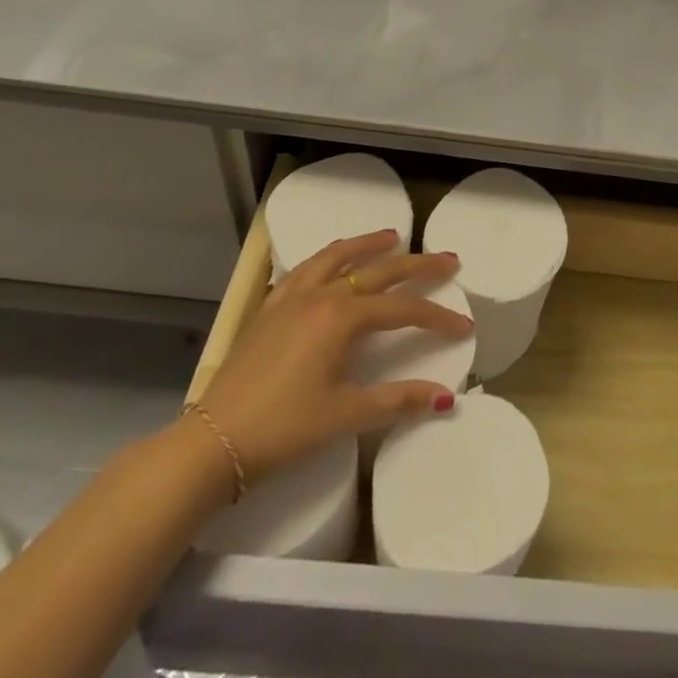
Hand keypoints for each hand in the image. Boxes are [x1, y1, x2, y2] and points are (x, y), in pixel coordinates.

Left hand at [197, 231, 473, 480]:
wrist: (212, 441)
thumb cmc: (283, 429)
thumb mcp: (346, 415)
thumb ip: (397, 401)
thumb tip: (445, 397)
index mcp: (342, 318)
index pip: (403, 309)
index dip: (437, 316)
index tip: (464, 325)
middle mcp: (320, 295)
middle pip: (378, 270)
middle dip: (418, 264)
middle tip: (448, 258)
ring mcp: (291, 297)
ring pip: (337, 257)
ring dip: (368, 245)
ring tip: (391, 236)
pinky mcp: (269, 308)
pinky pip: (305, 268)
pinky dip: (329, 257)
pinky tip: (332, 262)